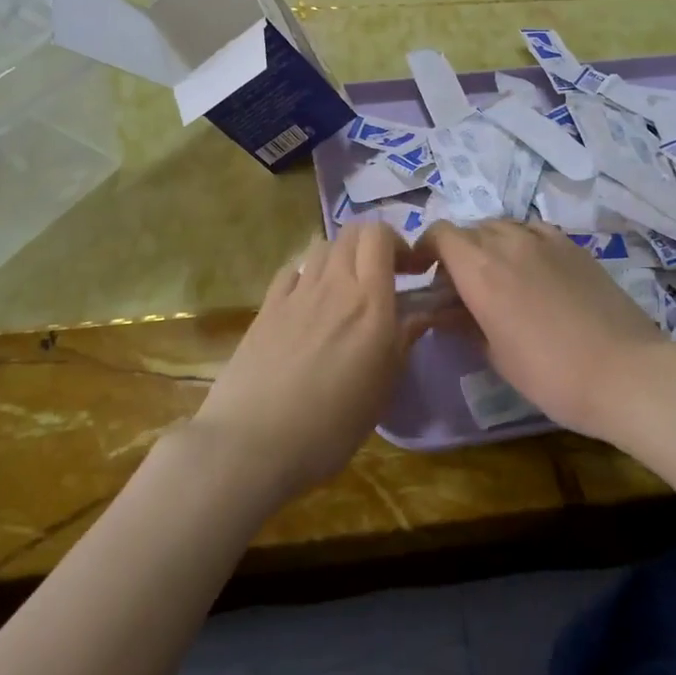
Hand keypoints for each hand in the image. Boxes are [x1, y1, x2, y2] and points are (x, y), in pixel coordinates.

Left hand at [190, 222, 420, 502]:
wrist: (253, 441)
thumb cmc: (331, 424)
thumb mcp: (382, 388)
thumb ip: (403, 340)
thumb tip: (422, 313)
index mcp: (369, 301)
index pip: (380, 235)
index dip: (398, 242)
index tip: (411, 271)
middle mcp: (333, 284)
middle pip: (351, 233)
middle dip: (372, 244)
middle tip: (382, 276)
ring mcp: (296, 292)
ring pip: (322, 247)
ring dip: (340, 257)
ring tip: (345, 289)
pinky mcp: (267, 306)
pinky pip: (293, 270)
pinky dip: (308, 273)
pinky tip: (308, 300)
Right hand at [420, 221, 675, 440]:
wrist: (625, 372)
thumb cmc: (551, 374)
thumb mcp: (496, 355)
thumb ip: (464, 324)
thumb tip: (446, 313)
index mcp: (480, 269)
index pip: (440, 235)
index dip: (426, 249)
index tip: (425, 274)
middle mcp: (508, 242)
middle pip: (469, 230)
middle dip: (457, 252)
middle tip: (461, 288)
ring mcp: (545, 240)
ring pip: (502, 226)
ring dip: (489, 245)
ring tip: (498, 278)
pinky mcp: (573, 246)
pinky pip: (533, 231)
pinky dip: (521, 243)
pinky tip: (532, 271)